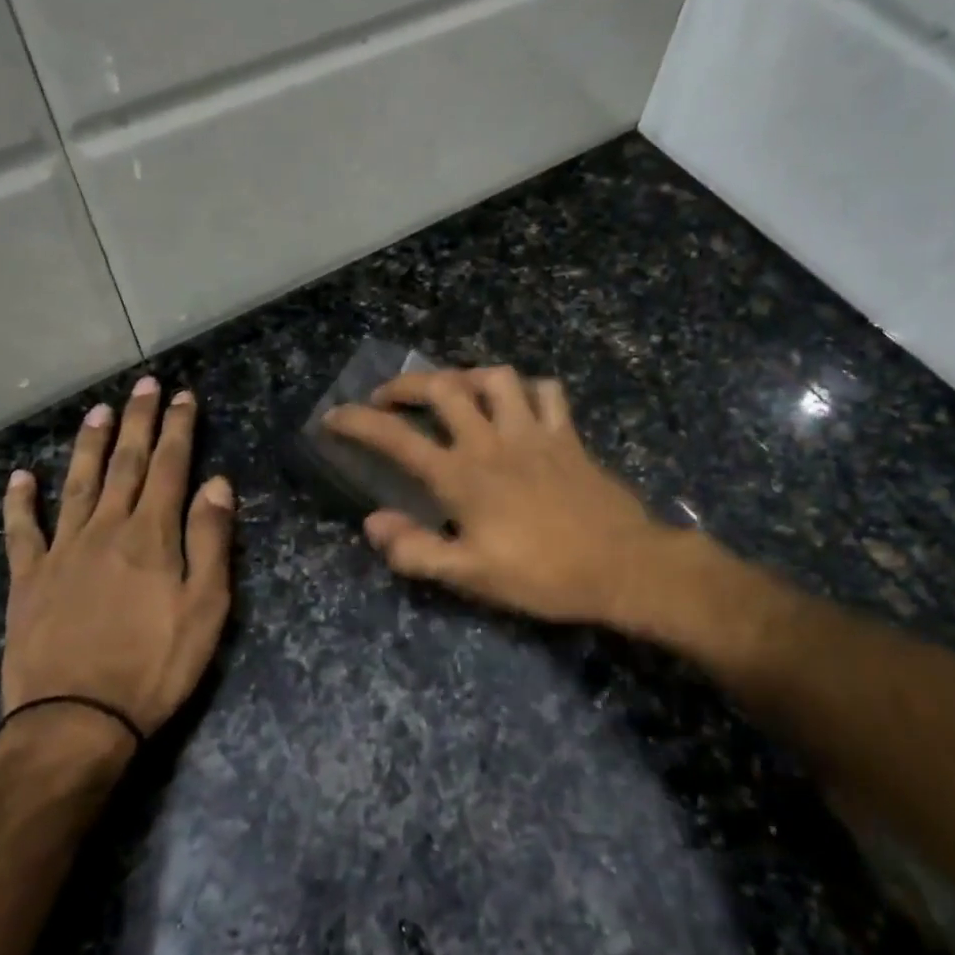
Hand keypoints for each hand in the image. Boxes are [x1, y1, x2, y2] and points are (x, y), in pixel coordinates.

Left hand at [0, 377, 233, 746]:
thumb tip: (217, 482)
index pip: (170, 467)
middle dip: (139, 421)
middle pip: (126, 464)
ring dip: (90, 445)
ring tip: (98, 412)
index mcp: (152, 535)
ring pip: (77, 484)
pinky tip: (20, 477)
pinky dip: (19, 502)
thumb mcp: (206, 607)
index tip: (183, 396)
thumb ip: (210, 540)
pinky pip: (21, 531)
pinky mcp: (27, 579)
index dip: (178, 428)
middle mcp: (106, 529)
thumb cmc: (155, 665)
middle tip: (144, 385)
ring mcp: (62, 551)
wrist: (76, 720)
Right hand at [323, 366, 667, 625]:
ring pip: (496, 378)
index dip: (358, 422)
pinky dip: (527, 389)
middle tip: (389, 398)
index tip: (333, 416)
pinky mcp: (567, 435)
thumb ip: (416, 550)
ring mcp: (534, 432)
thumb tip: (373, 522)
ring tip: (454, 392)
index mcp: (461, 476)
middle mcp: (492, 441)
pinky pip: (547, 392)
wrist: (620, 567)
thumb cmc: (541, 575)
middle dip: (406, 385)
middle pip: (442, 388)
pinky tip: (518, 403)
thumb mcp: (470, 576)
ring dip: (467, 377)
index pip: (397, 438)